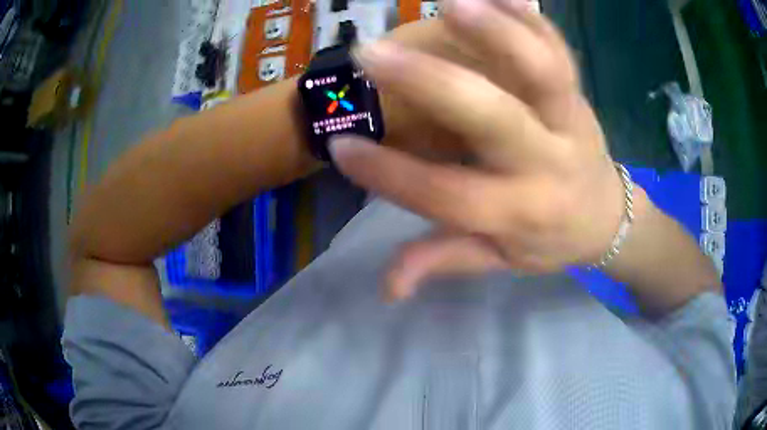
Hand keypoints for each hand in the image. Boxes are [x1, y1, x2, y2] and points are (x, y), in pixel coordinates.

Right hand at [331, 0, 629, 300]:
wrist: (609, 216)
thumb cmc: (551, 240)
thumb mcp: (500, 261)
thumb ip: (444, 262)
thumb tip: (387, 289)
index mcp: (519, 211)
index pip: (446, 197)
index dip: (388, 175)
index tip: (340, 146)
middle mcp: (548, 163)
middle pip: (494, 121)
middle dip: (430, 85)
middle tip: (369, 54)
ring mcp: (570, 120)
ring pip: (542, 72)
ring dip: (498, 32)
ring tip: (450, 3)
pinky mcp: (580, 94)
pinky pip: (560, 50)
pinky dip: (533, 19)